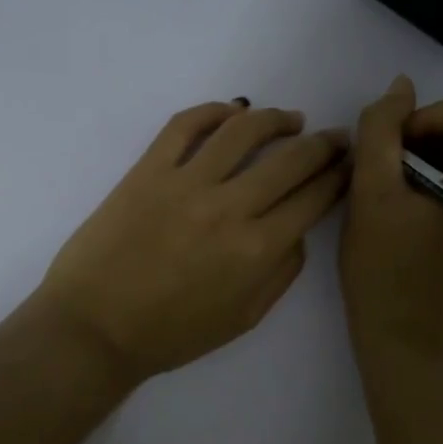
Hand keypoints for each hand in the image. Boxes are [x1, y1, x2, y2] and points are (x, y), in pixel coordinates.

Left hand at [31, 99, 350, 385]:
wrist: (94, 328)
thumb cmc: (170, 333)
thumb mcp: (243, 318)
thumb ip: (281, 272)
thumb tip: (298, 229)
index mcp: (256, 250)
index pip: (313, 198)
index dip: (338, 177)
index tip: (348, 165)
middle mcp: (228, 208)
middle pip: (291, 159)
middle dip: (323, 144)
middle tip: (334, 137)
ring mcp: (185, 183)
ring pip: (243, 131)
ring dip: (276, 118)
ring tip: (291, 118)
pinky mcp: (148, 170)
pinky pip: (185, 125)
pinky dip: (214, 110)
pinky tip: (233, 110)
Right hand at [340, 76, 442, 363]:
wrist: (401, 342)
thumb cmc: (381, 271)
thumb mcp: (370, 192)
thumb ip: (382, 129)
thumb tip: (402, 87)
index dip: (425, 118)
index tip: (393, 155)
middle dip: (422, 142)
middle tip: (386, 180)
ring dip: (424, 163)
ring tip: (394, 201)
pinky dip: (435, 184)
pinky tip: (409, 215)